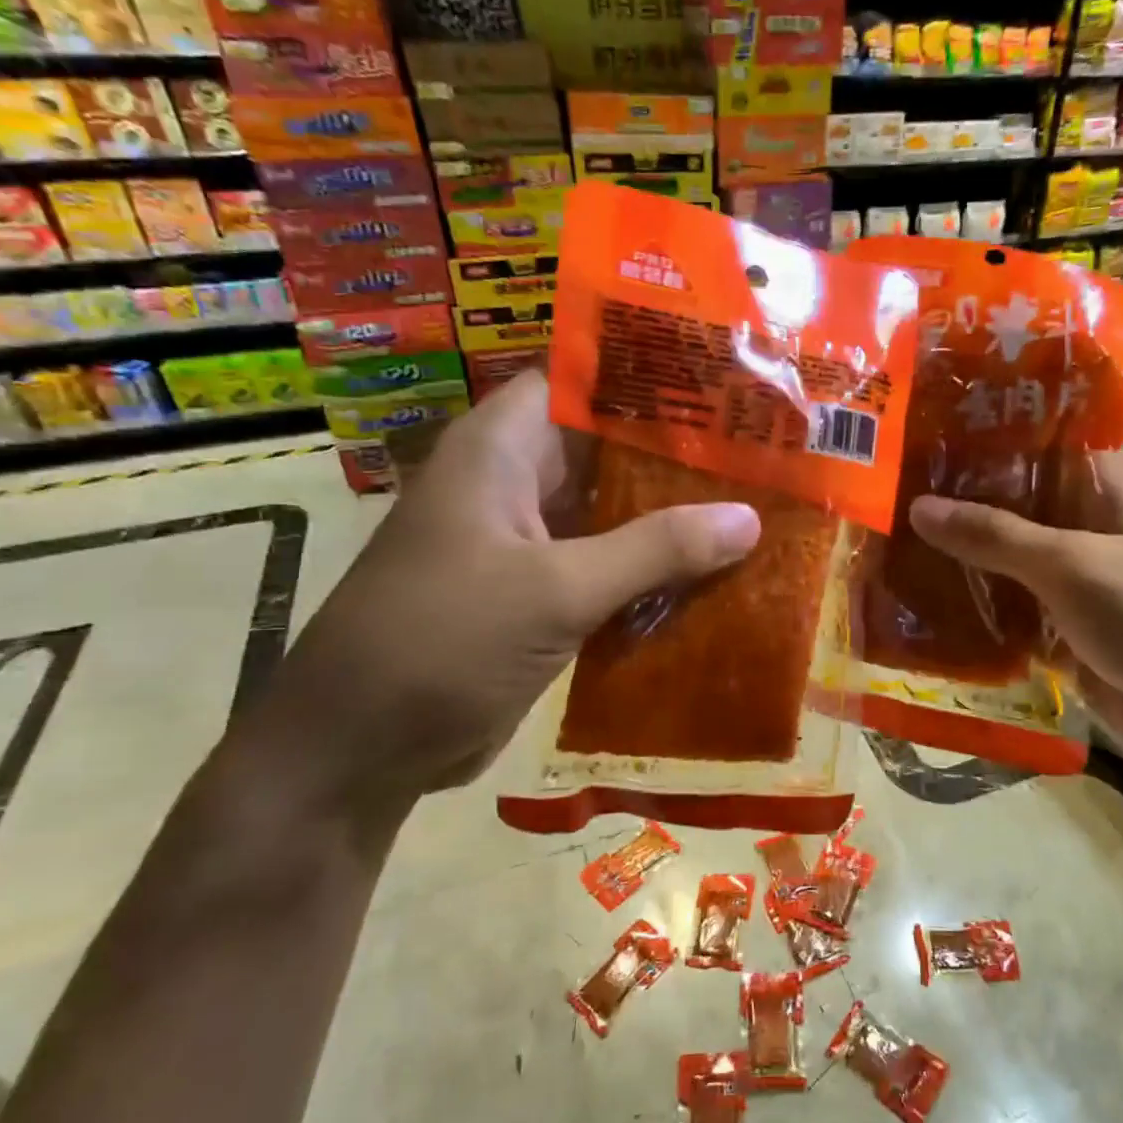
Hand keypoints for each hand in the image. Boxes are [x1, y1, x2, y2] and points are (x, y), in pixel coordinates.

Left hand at [232, 371, 761, 816]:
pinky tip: (716, 574)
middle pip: (608, 448)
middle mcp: (514, 483)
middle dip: (679, 451)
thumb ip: (655, 550)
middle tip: (762, 448)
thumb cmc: (442, 643)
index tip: (726, 379)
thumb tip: (750, 518)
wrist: (360, 749)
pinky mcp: (540, 594)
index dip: (650, 373)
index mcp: (500, 449)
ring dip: (673, 516)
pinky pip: (609, 566)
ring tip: (757, 504)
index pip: (581, 380)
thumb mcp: (555, 589)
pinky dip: (654, 570)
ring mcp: (528, 542)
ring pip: (614, 511)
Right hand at [907, 449, 1122, 773]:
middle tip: (882, 500)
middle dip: (953, 507)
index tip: (911, 443)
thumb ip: (994, 534)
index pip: (1028, 443)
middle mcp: (1086, 520)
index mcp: (1102, 483)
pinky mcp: (1064, 623)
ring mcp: (1074, 575)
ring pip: (1004, 557)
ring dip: (957, 559)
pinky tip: (918, 604)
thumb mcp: (1072, 565)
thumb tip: (918, 506)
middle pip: (1008, 503)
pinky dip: (973, 606)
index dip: (972, 442)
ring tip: (885, 548)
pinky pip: (1009, 606)